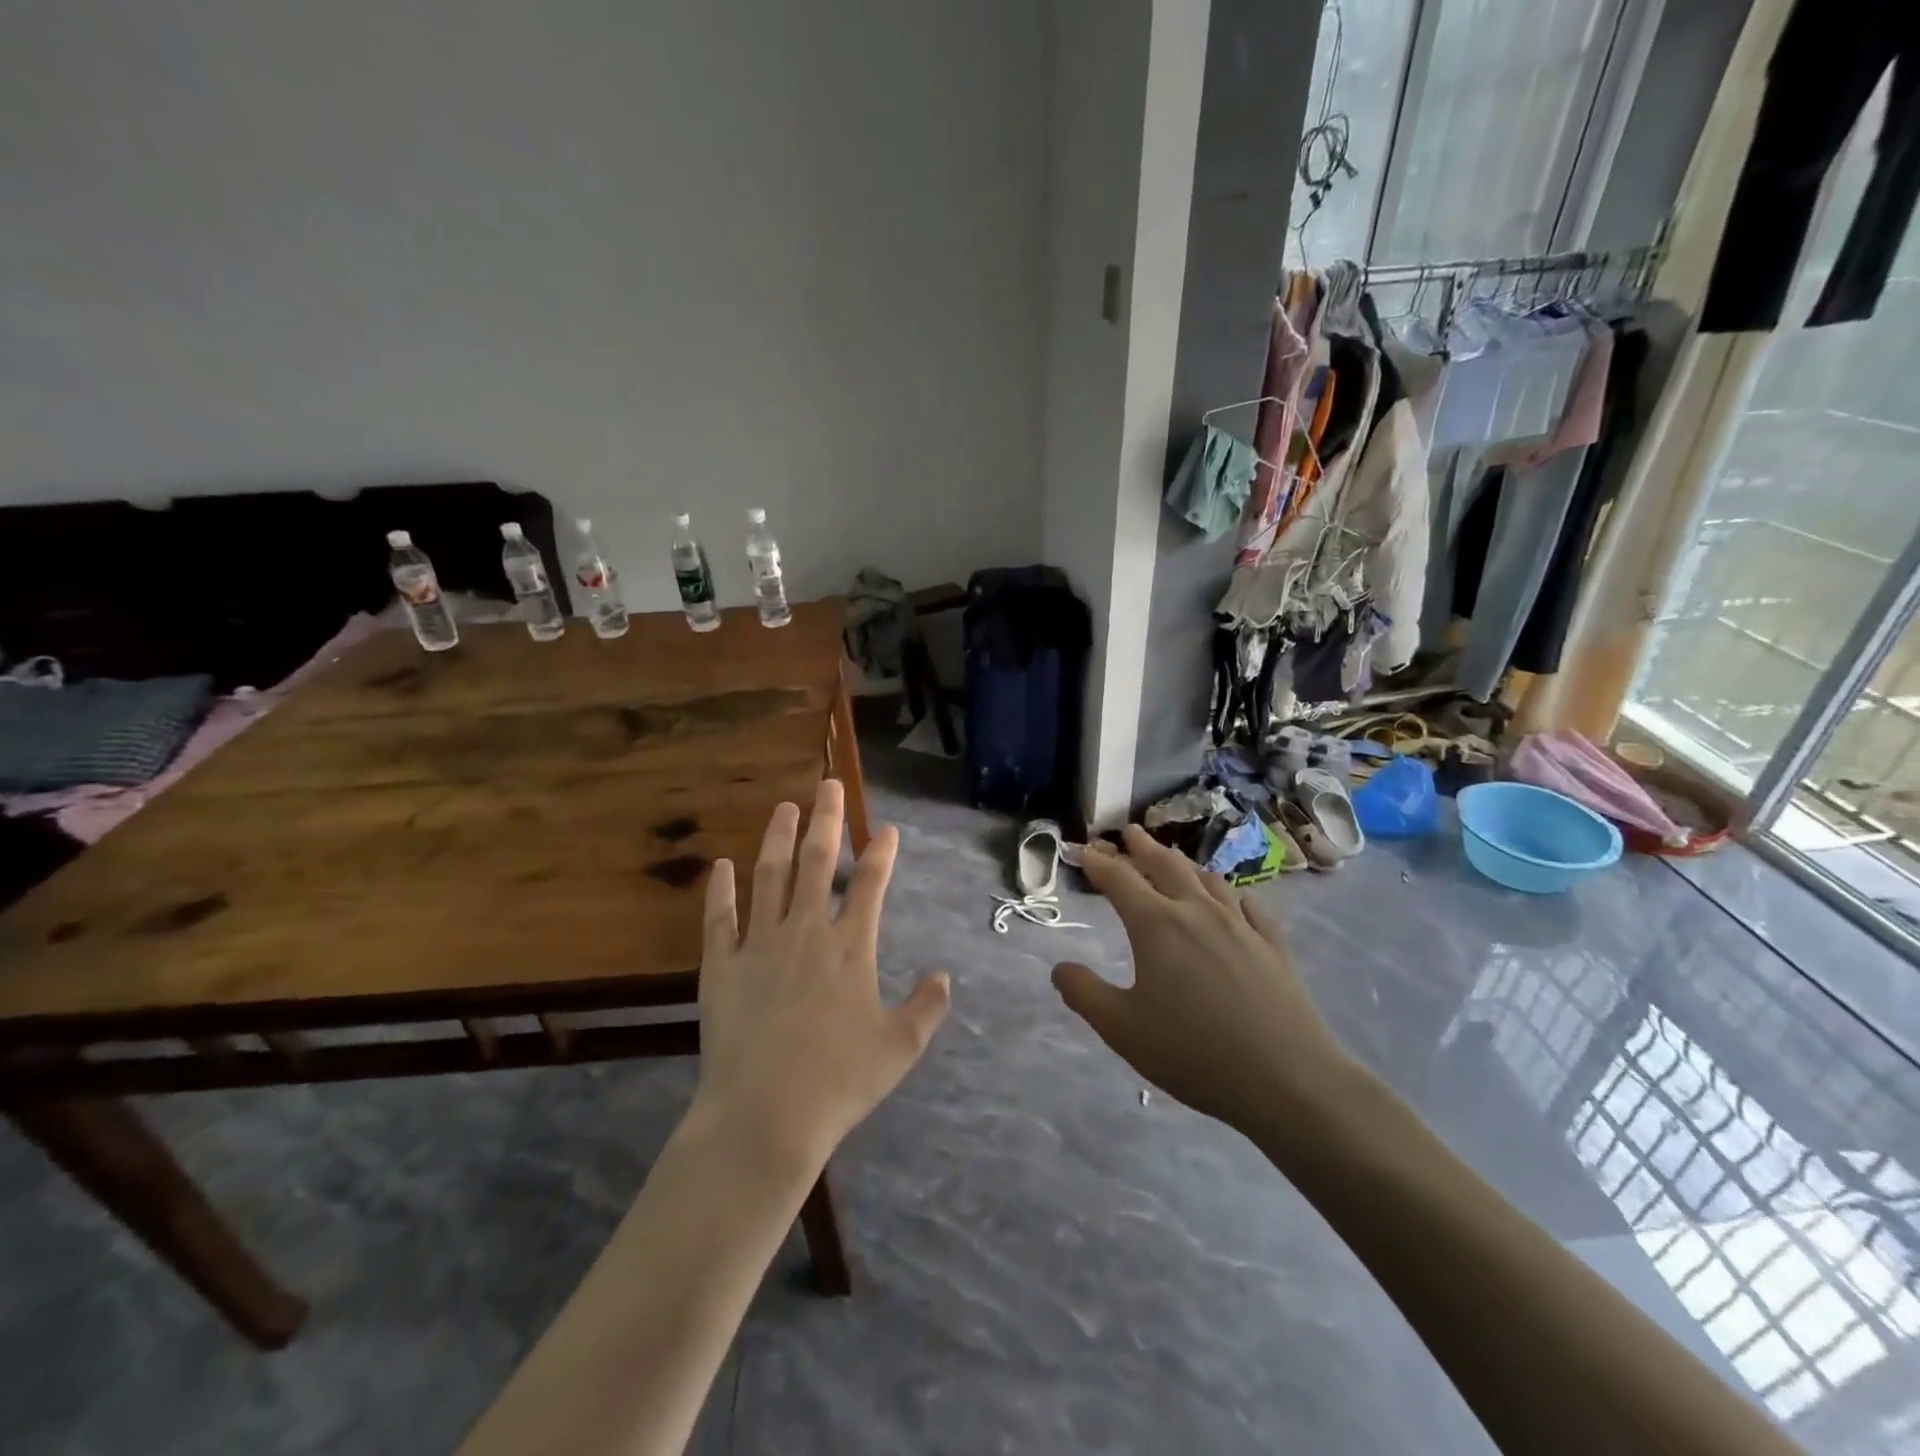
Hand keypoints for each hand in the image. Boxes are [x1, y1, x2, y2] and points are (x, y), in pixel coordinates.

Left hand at [694, 779, 950, 1180]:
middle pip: (818, 862)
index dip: (881, 852)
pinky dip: (719, 889)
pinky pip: (719, 917)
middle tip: (828, 786)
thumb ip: (926, 1009)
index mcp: (850, 947)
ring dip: (778, 838)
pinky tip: (721, 864)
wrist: (764, 1117)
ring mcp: (759, 945)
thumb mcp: (899, 1049)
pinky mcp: (720, 966)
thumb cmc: (839, 1083)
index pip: (871, 884)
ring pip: (770, 876)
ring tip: (784, 807)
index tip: (886, 828)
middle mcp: (806, 931)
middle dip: (827, 820)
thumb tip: (943, 976)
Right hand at [1052, 826, 1358, 1137]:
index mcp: (1157, 925)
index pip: (1119, 879)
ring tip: (1173, 856)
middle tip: (1129, 832)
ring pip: (1207, 879)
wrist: (1288, 1079)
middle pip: (1165, 866)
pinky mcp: (1273, 945)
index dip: (1097, 862)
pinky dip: (1230, 893)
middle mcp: (1197, 912)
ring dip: (1184, 863)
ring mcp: (1241, 925)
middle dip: (1142, 847)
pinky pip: (1247, 905)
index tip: (1081, 850)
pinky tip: (1233, 898)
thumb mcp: (1122, 1029)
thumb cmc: (1193, 1053)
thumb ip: (1084, 994)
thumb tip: (1060, 968)